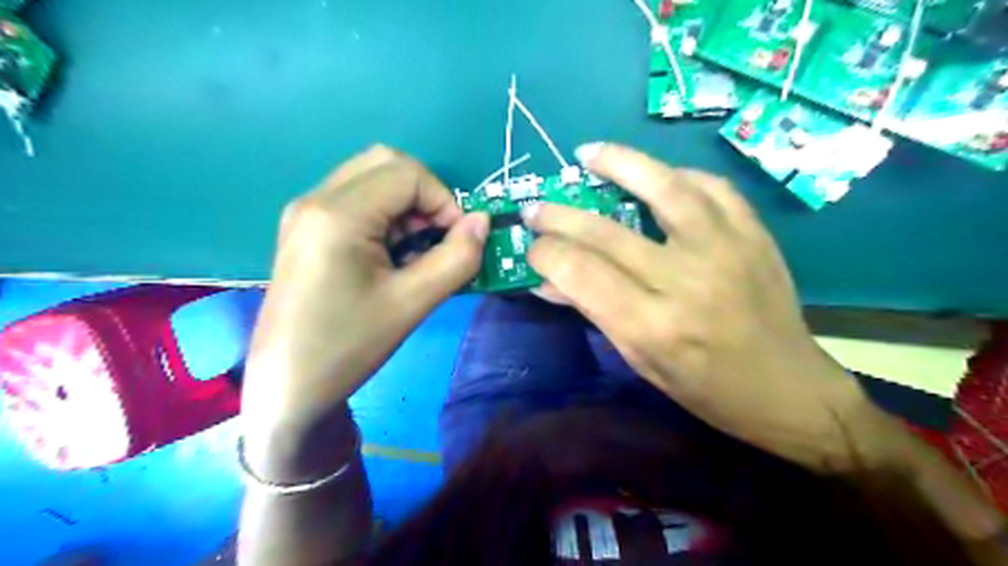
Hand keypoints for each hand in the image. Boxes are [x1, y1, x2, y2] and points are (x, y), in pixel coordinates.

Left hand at [238, 145, 482, 467]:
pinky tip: (392, 256)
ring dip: (407, 206)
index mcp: (337, 213)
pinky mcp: (307, 229)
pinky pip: (357, 201)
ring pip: (372, 180)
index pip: (408, 174)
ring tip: (416, 252)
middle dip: (426, 195)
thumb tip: (483, 222)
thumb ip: (457, 258)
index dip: (445, 200)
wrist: (289, 387)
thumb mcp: (412, 303)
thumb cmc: (348, 347)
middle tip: (437, 239)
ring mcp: (306, 213)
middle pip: (387, 164)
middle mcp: (316, 199)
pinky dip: (387, 216)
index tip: (458, 241)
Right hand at [528, 144, 889, 470]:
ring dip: (619, 164)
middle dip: (560, 216)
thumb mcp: (639, 359)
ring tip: (588, 154)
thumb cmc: (704, 387)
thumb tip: (546, 281)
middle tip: (536, 206)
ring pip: (663, 188)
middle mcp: (685, 281)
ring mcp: (724, 250)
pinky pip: (710, 186)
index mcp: (653, 325)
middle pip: (606, 232)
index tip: (531, 247)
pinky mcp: (753, 233)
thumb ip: (593, 312)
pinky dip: (676, 174)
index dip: (546, 253)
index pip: (581, 273)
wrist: (788, 388)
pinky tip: (656, 174)